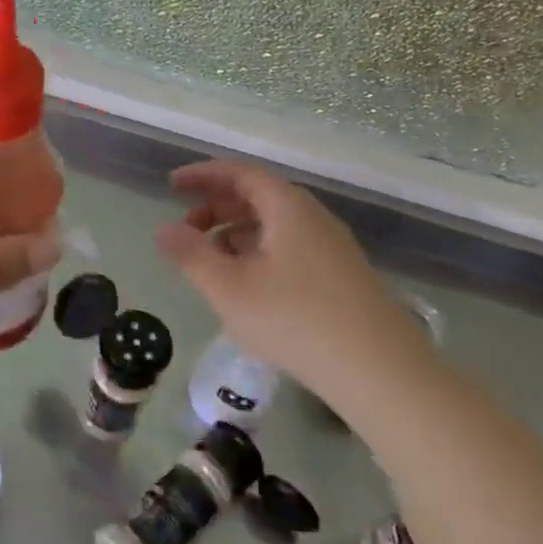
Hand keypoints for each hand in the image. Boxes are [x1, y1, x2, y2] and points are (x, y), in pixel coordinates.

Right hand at [155, 161, 425, 400]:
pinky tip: (248, 287)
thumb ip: (191, 255)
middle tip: (186, 231)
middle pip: (258, 197)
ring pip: (274, 225)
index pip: (239, 173)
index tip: (171, 185)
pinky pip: (290, 248)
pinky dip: (259, 253)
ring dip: (237, 234)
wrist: (379, 370)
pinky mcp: (341, 276)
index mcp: (287, 206)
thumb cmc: (295, 319)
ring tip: (211, 262)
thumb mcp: (229, 288)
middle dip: (216, 208)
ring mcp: (331, 246)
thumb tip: (163, 229)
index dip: (203, 175)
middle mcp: (312, 216)